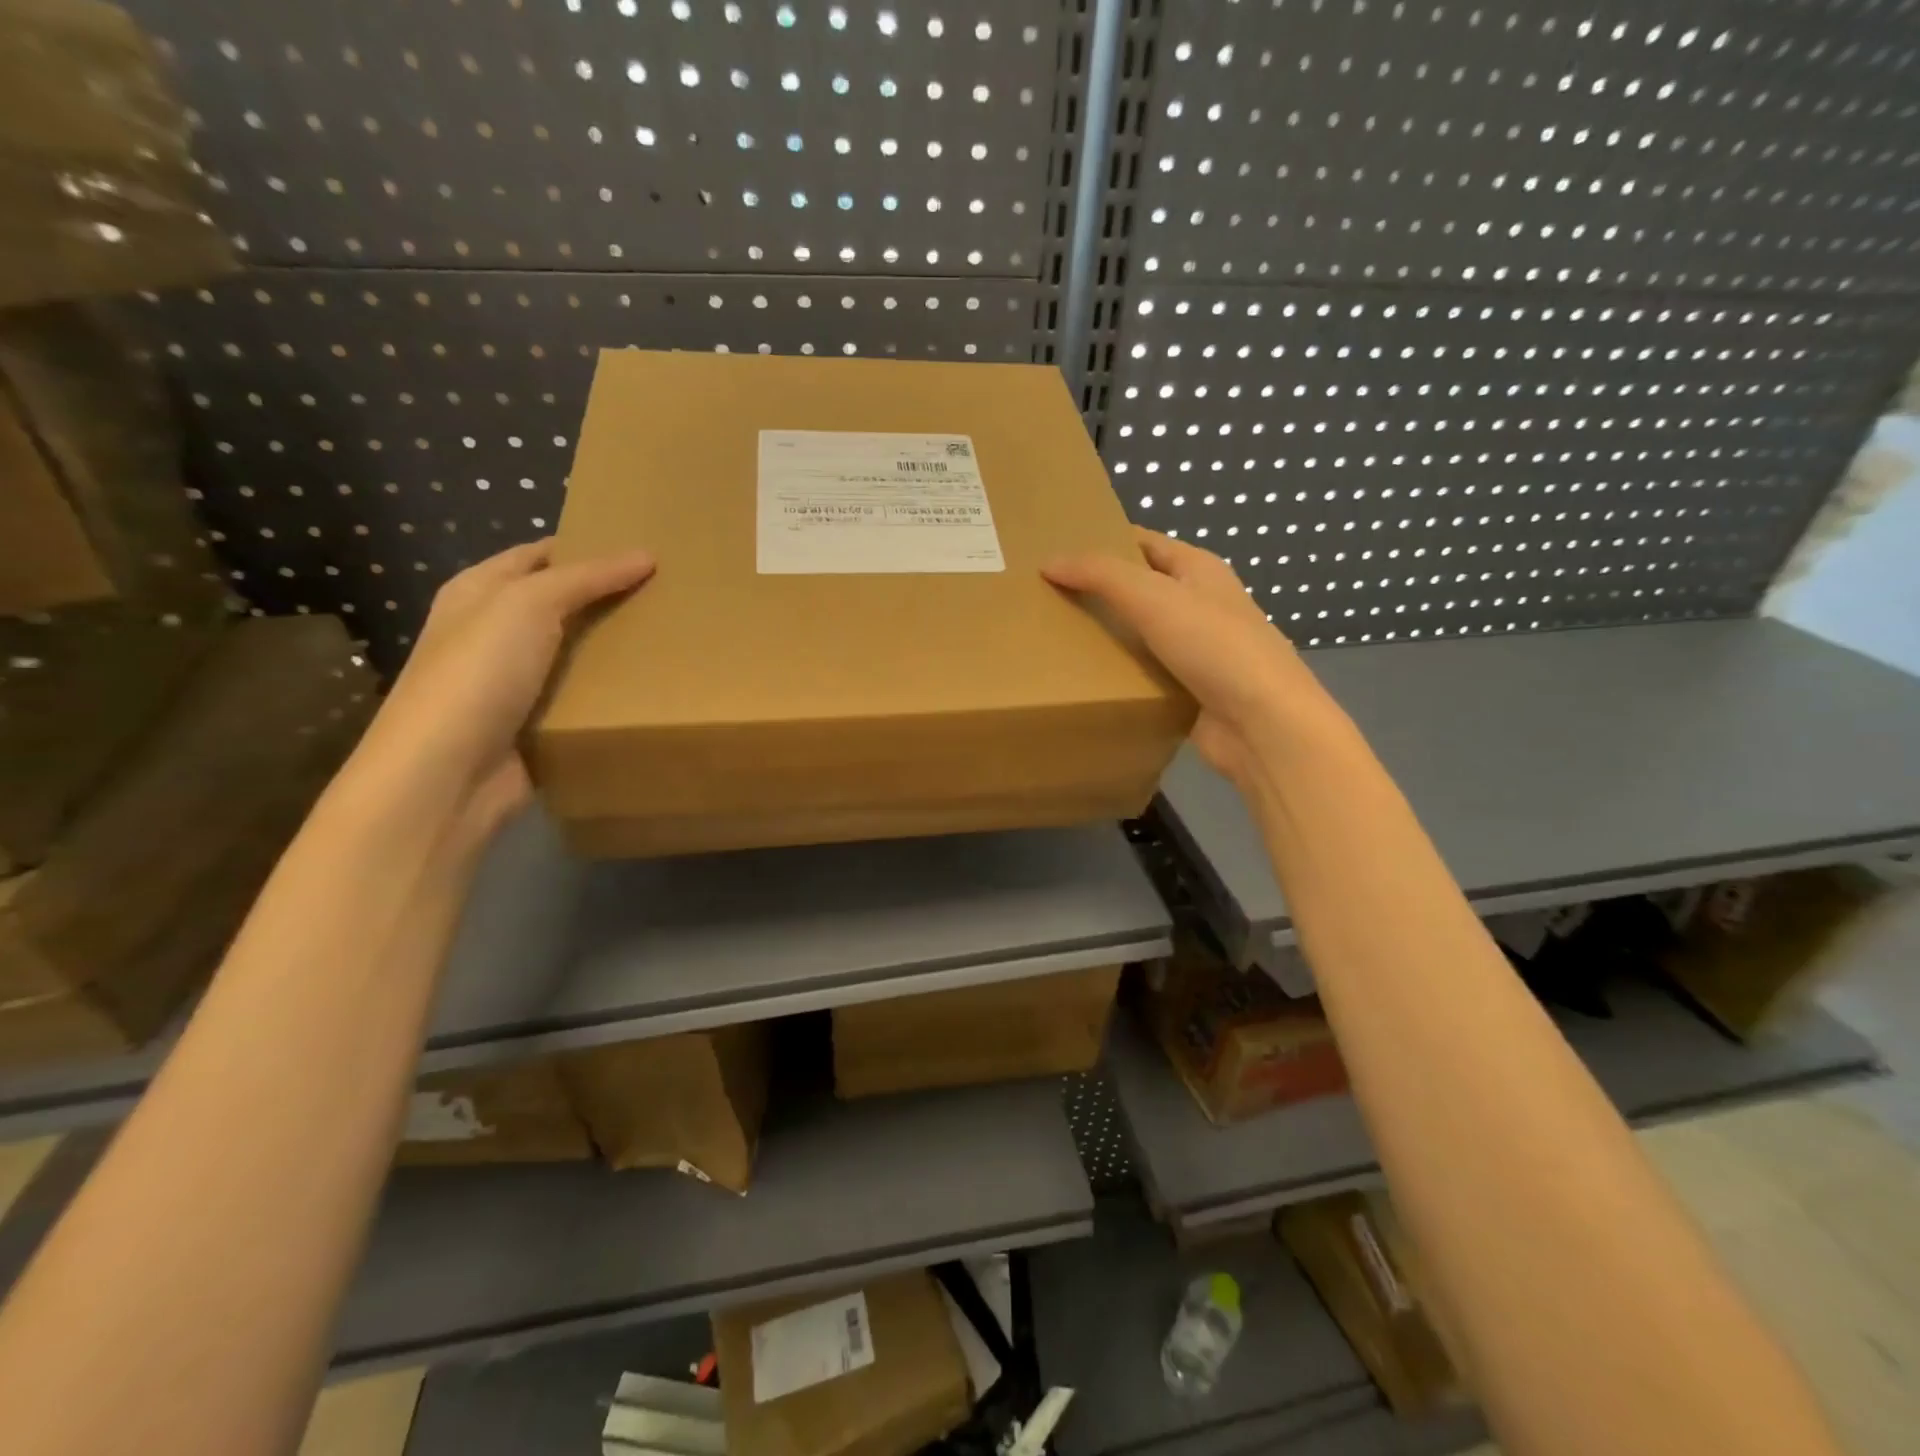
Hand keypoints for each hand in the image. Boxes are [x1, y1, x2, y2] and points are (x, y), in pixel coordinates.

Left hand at [357, 539, 655, 825]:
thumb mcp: (528, 604)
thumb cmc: (478, 673)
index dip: (587, 547)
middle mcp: (494, 632)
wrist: (448, 773)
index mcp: (479, 592)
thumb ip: (586, 577)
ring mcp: (514, 680)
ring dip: (617, 647)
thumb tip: (645, 555)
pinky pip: (581, 697)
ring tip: (675, 636)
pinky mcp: (536, 722)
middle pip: (563, 604)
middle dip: (611, 598)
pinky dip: (611, 691)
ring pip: (577, 652)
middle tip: (672, 592)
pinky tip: (653, 685)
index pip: (540, 555)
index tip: (645, 550)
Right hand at [1044, 528, 1344, 788]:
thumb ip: (1099, 575)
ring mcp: (1198, 650)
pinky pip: (1146, 674)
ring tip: (1055, 637)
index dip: (1104, 541)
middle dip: (1098, 591)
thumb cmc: (1213, 645)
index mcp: (1199, 569)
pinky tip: (1086, 679)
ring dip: (1107, 636)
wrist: (1262, 724)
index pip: (1144, 543)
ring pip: (1141, 634)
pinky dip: (1121, 674)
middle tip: (1046, 597)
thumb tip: (1050, 562)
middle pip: (1140, 589)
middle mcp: (1200, 604)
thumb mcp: (1152, 597)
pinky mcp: (1190, 690)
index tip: (1058, 552)